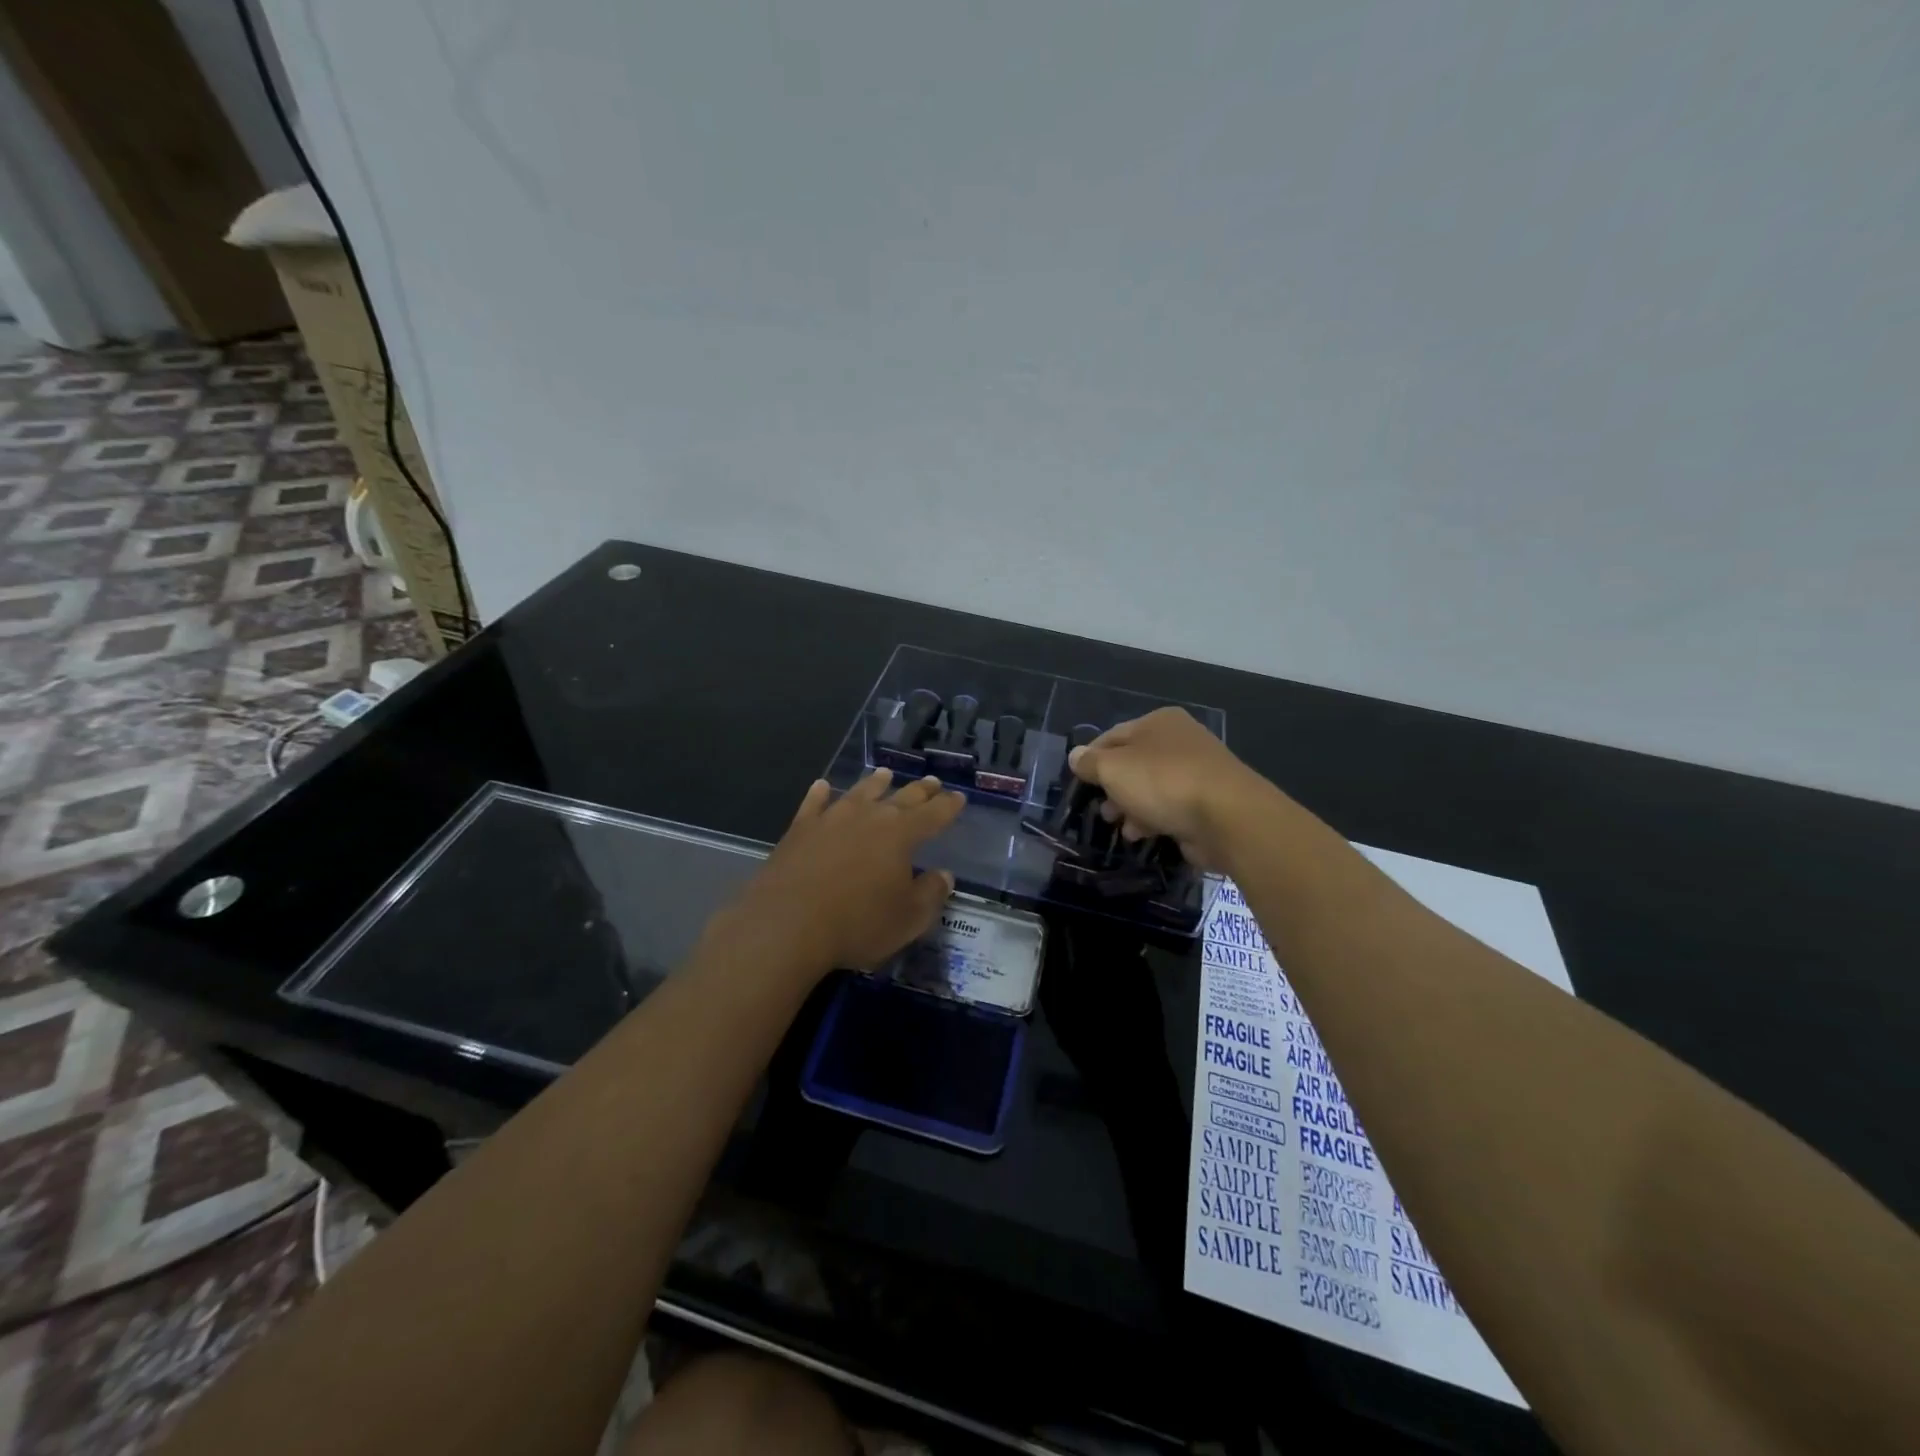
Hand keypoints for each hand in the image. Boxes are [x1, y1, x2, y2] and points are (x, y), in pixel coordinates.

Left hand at [703, 769, 963, 981]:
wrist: (787, 924)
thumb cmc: (857, 924)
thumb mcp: (908, 919)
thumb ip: (930, 894)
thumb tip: (944, 875)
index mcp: (901, 835)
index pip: (933, 815)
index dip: (948, 806)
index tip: (959, 797)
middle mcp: (869, 817)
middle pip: (900, 798)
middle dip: (919, 791)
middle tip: (931, 782)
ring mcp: (831, 819)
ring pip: (859, 793)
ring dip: (874, 784)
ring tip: (885, 774)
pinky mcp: (800, 830)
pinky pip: (814, 804)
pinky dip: (821, 794)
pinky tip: (823, 786)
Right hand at [1067, 707, 1263, 869]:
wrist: (1227, 817)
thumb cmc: (1163, 782)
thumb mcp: (1113, 768)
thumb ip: (1090, 763)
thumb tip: (1076, 756)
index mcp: (1159, 721)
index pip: (1113, 735)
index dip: (1091, 758)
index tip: (1078, 782)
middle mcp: (1180, 741)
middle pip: (1133, 763)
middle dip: (1113, 788)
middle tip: (1102, 809)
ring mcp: (1197, 772)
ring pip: (1151, 788)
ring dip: (1131, 807)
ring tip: (1121, 826)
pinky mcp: (1208, 803)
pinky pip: (1171, 808)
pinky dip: (1154, 819)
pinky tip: (1142, 835)